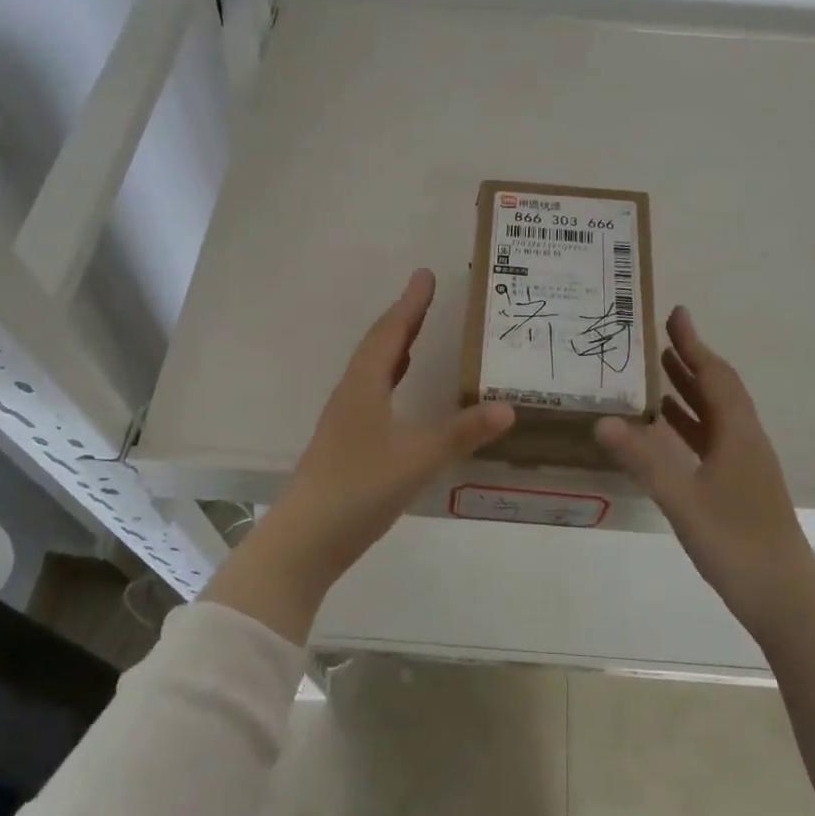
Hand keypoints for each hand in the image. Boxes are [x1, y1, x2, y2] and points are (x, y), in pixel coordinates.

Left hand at [206, 270, 513, 640]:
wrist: (305, 540)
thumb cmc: (360, 488)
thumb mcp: (418, 458)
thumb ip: (462, 433)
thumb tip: (509, 408)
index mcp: (364, 385)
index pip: (391, 332)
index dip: (411, 304)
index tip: (426, 275)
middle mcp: (351, 394)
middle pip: (379, 346)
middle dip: (404, 320)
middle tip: (426, 298)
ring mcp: (344, 420)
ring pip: (373, 371)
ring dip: (395, 349)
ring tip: (417, 336)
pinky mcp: (345, 444)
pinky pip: (372, 395)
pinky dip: (391, 381)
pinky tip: (401, 395)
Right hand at [596, 307, 814, 641]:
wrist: (783, 596)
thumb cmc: (735, 542)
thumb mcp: (682, 499)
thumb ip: (643, 460)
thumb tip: (603, 421)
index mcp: (738, 434)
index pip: (714, 376)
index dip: (694, 344)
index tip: (676, 314)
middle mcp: (745, 440)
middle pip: (718, 388)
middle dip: (690, 360)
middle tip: (660, 337)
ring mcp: (745, 464)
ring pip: (715, 414)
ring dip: (689, 390)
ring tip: (659, 370)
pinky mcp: (739, 485)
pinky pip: (712, 439)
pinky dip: (690, 423)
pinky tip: (668, 429)